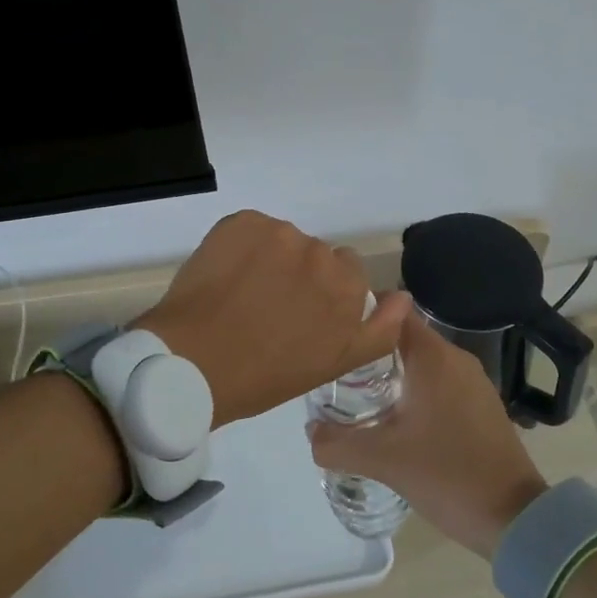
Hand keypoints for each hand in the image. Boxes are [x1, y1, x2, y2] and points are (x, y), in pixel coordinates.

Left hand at [136, 211, 412, 425]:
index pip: (347, 272)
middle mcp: (319, 252)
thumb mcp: (332, 364)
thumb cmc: (264, 375)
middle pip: (315, 255)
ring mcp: (278, 232)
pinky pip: (251, 229)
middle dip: (299, 274)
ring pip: (282, 240)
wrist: (193, 362)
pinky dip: (241, 246)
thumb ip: (378, 330)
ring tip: (242, 294)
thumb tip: (403, 297)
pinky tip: (225, 276)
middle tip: (269, 307)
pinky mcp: (242, 221)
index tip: (300, 314)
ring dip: (270, 258)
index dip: (323, 293)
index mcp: (346, 286)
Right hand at [309, 310, 545, 557]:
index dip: (361, 313)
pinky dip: (414, 389)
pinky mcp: (481, 405)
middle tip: (336, 367)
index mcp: (433, 357)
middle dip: (370, 346)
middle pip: (403, 335)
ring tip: (357, 393)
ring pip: (421, 361)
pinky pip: (439, 382)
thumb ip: (337, 443)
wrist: (516, 518)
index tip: (333, 330)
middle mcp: (455, 358)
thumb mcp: (383, 460)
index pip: (391, 310)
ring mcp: (473, 381)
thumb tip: (310, 430)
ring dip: (391, 370)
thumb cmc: (447, 475)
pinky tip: (395, 418)